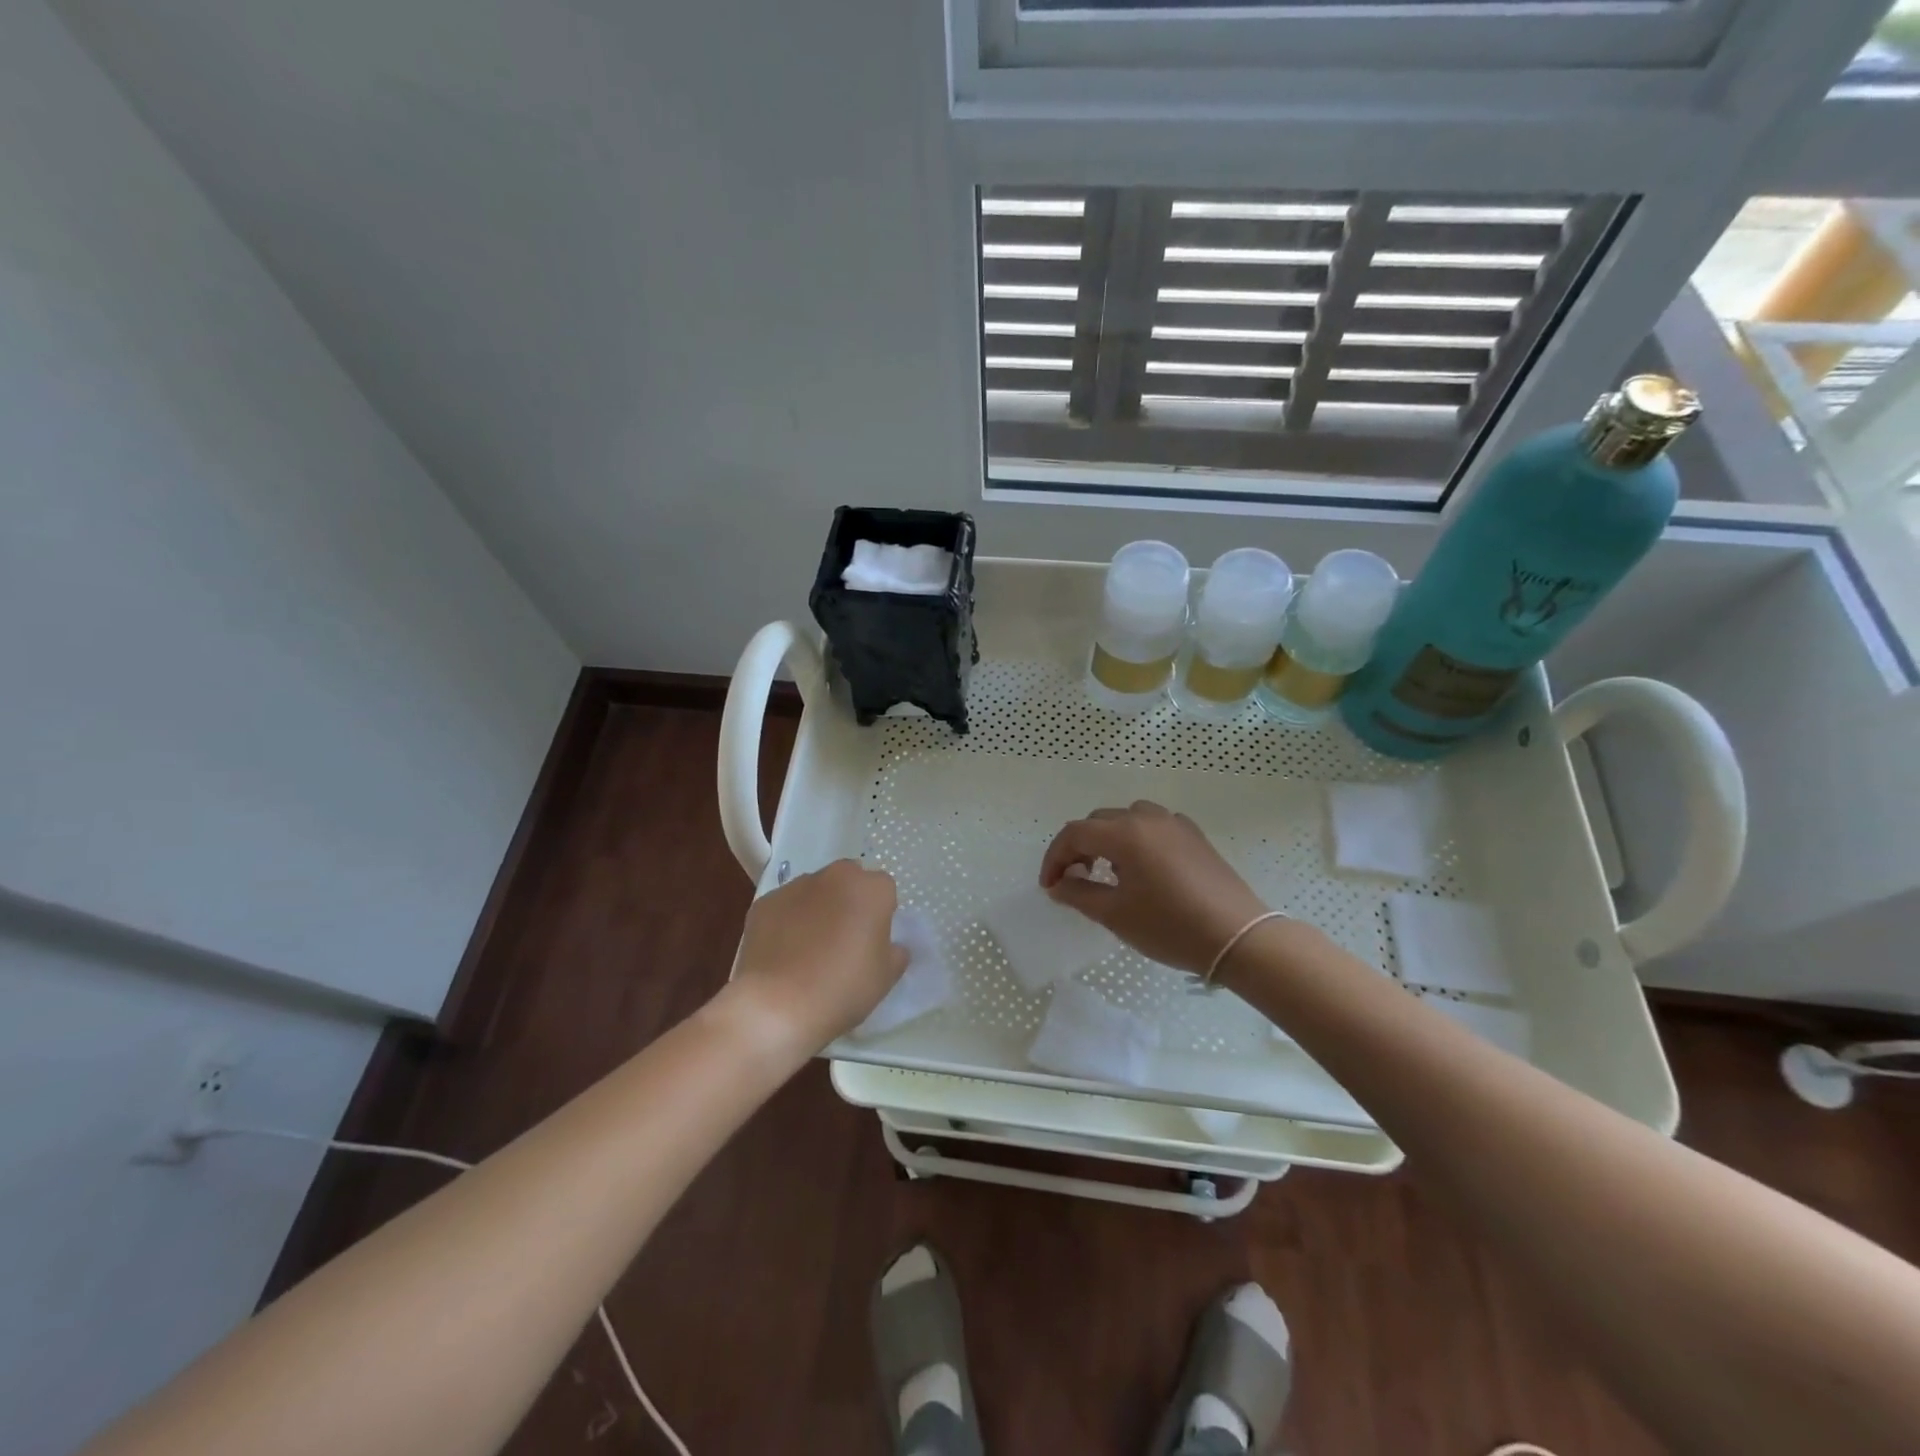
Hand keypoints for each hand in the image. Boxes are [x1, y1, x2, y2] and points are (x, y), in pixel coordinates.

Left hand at [721, 860, 907, 1055]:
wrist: (775, 1006)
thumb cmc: (842, 989)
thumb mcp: (886, 978)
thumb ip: (895, 952)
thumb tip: (891, 945)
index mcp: (871, 889)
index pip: (884, 890)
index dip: (881, 914)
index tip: (873, 941)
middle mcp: (834, 876)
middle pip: (849, 881)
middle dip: (849, 901)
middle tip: (845, 940)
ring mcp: (795, 887)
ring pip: (815, 891)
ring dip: (818, 909)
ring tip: (809, 950)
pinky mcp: (764, 903)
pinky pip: (786, 908)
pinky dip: (788, 922)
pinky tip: (783, 954)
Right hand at [1039, 801, 1269, 975]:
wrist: (1237, 937)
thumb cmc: (1170, 926)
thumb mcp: (1115, 915)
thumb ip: (1079, 894)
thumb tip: (1058, 885)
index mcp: (1124, 834)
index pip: (1074, 834)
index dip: (1055, 858)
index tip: (1050, 886)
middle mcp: (1147, 818)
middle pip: (1099, 821)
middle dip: (1079, 847)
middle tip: (1075, 879)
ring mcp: (1174, 824)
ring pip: (1127, 818)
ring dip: (1108, 839)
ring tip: (1108, 871)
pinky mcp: (1194, 836)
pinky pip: (1154, 826)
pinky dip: (1137, 839)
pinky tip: (1143, 868)